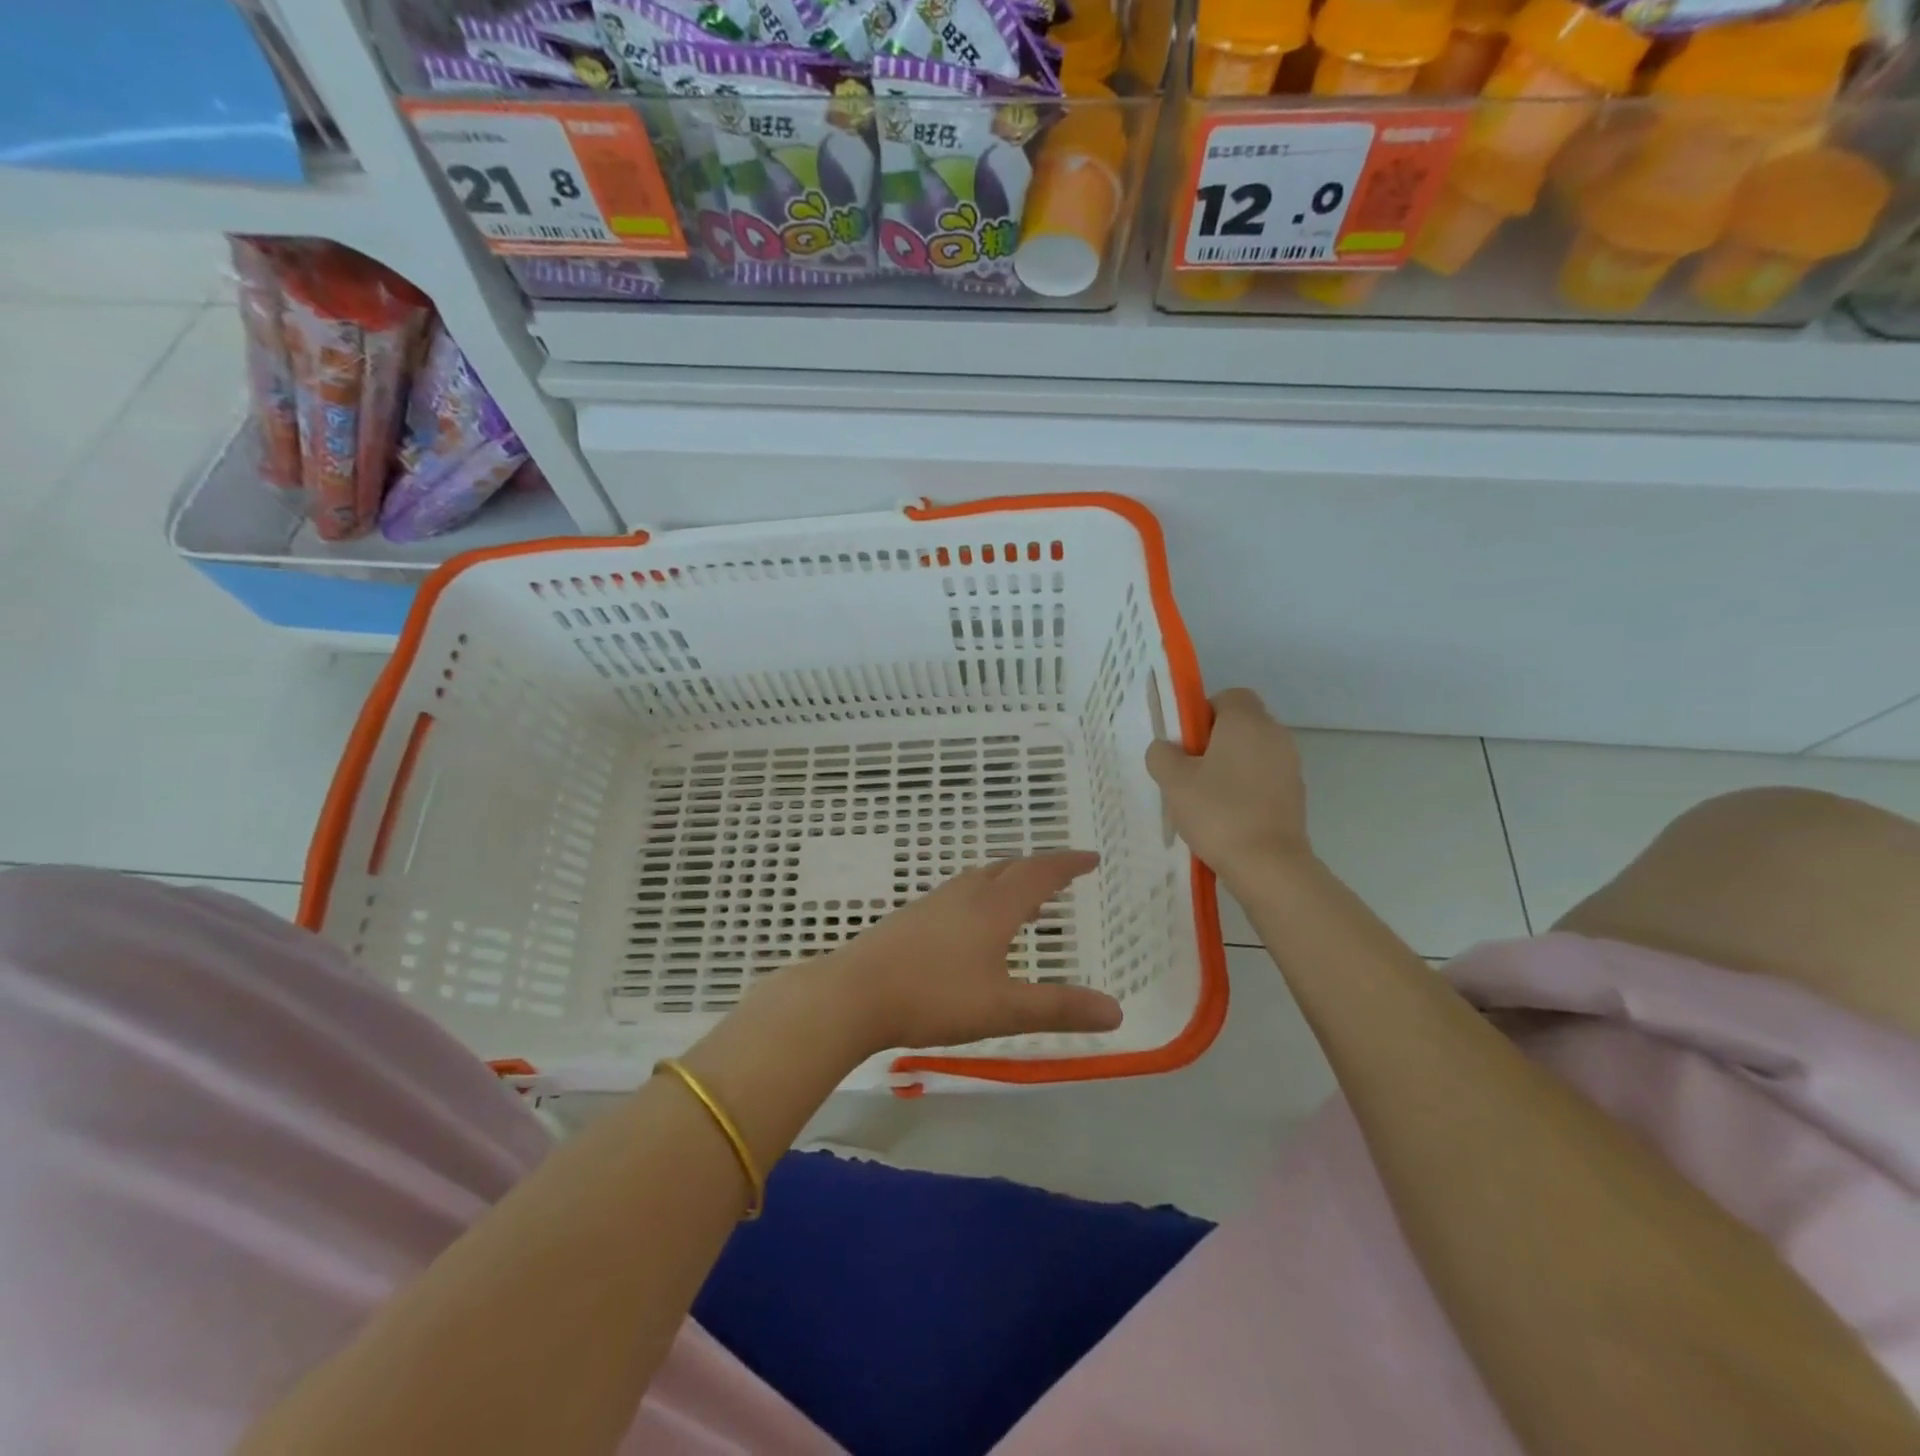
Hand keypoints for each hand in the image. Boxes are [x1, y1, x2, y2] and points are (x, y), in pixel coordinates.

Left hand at [824, 852, 1121, 1054]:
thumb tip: (1116, 1012)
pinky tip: (973, 928)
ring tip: (1026, 903)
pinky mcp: (910, 918)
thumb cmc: (934, 997)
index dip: (1068, 864)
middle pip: (1009, 869)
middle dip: (1040, 869)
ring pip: (980, 879)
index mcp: (993, 907)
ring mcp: (933, 903)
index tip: (1091, 858)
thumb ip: (1059, 1009)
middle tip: (1062, 876)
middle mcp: (965, 895)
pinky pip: (959, 894)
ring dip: (1009, 882)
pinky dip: (983, 897)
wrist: (853, 993)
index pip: (1040, 874)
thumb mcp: (1003, 1009)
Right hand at [1146, 688, 1309, 879]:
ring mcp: (1290, 766)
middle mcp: (1275, 735)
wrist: (1268, 865)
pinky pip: (1264, 778)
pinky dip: (1246, 789)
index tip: (1186, 742)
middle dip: (1214, 741)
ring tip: (1205, 798)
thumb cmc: (1217, 812)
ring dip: (1230, 766)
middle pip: (1241, 724)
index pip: (1229, 696)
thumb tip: (1168, 749)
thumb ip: (1162, 754)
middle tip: (1188, 771)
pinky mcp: (1295, 795)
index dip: (1203, 713)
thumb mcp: (1173, 781)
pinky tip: (1226, 817)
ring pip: (1253, 753)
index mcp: (1247, 722)